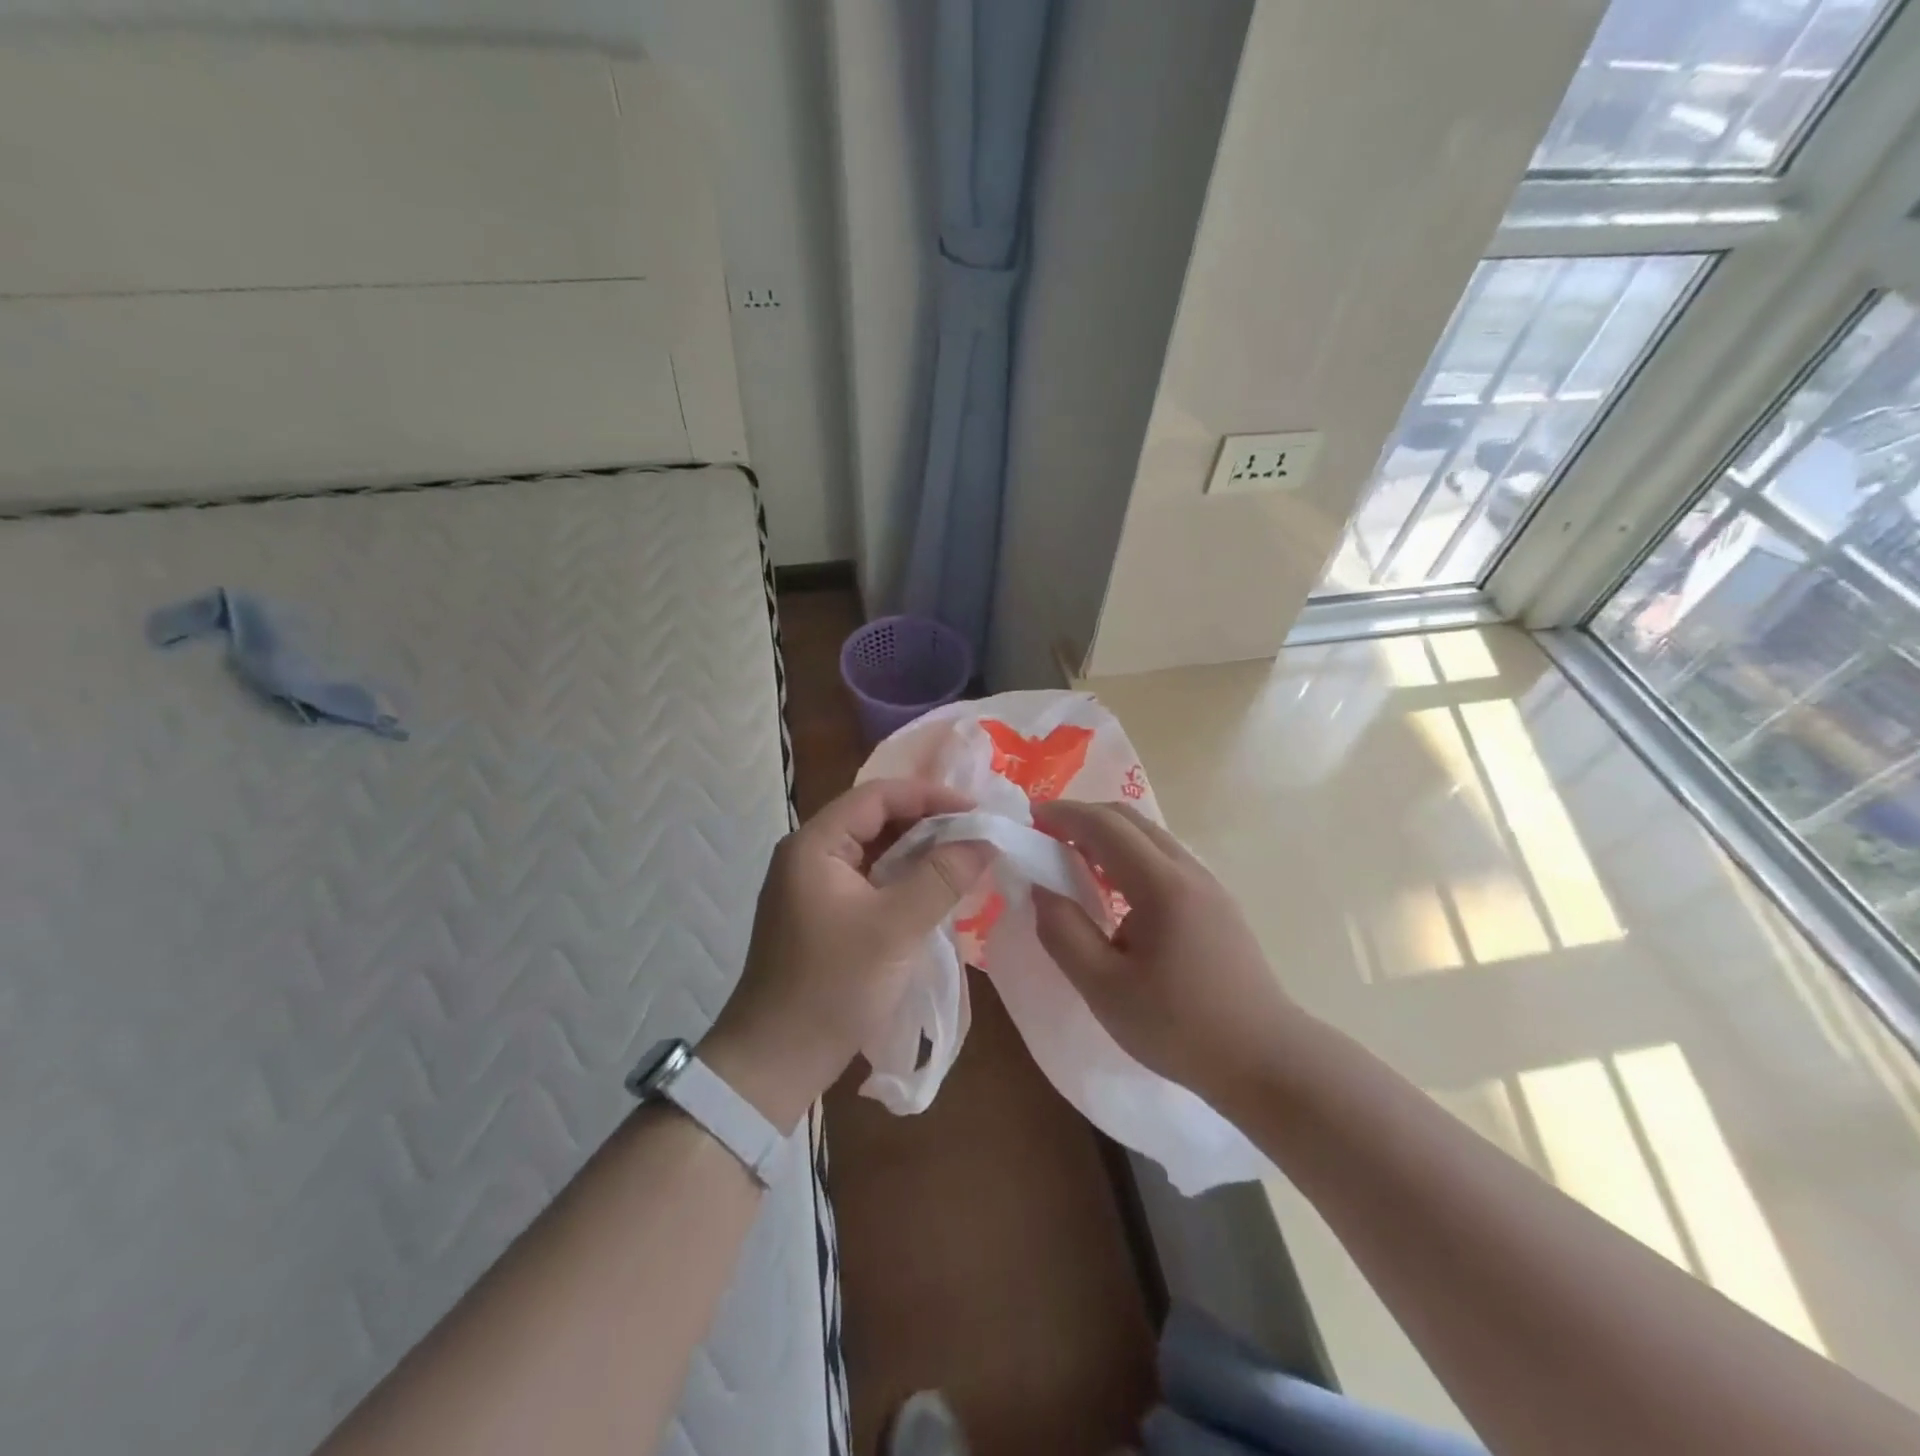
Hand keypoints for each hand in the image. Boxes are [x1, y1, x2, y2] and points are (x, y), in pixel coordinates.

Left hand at [700, 780, 994, 1130]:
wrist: (776, 1060)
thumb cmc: (833, 985)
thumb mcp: (895, 927)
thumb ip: (942, 877)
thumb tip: (986, 840)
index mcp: (815, 844)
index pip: (878, 795)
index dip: (930, 796)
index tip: (977, 812)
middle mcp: (810, 855)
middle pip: (876, 819)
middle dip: (928, 823)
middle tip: (978, 835)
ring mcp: (814, 886)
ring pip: (875, 851)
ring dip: (918, 852)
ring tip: (965, 859)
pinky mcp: (824, 915)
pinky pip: (871, 880)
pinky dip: (904, 879)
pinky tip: (936, 890)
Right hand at [1031, 800, 1298, 1104]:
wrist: (1266, 1061)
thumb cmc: (1179, 1027)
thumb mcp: (1104, 988)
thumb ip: (1063, 932)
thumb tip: (1041, 888)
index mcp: (1162, 884)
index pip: (1104, 825)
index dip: (1062, 815)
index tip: (1028, 820)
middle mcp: (1189, 870)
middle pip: (1129, 819)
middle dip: (1082, 818)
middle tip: (1045, 839)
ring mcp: (1208, 884)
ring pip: (1150, 836)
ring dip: (1107, 837)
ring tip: (1073, 863)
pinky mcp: (1217, 902)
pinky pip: (1165, 858)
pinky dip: (1129, 855)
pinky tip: (1115, 892)